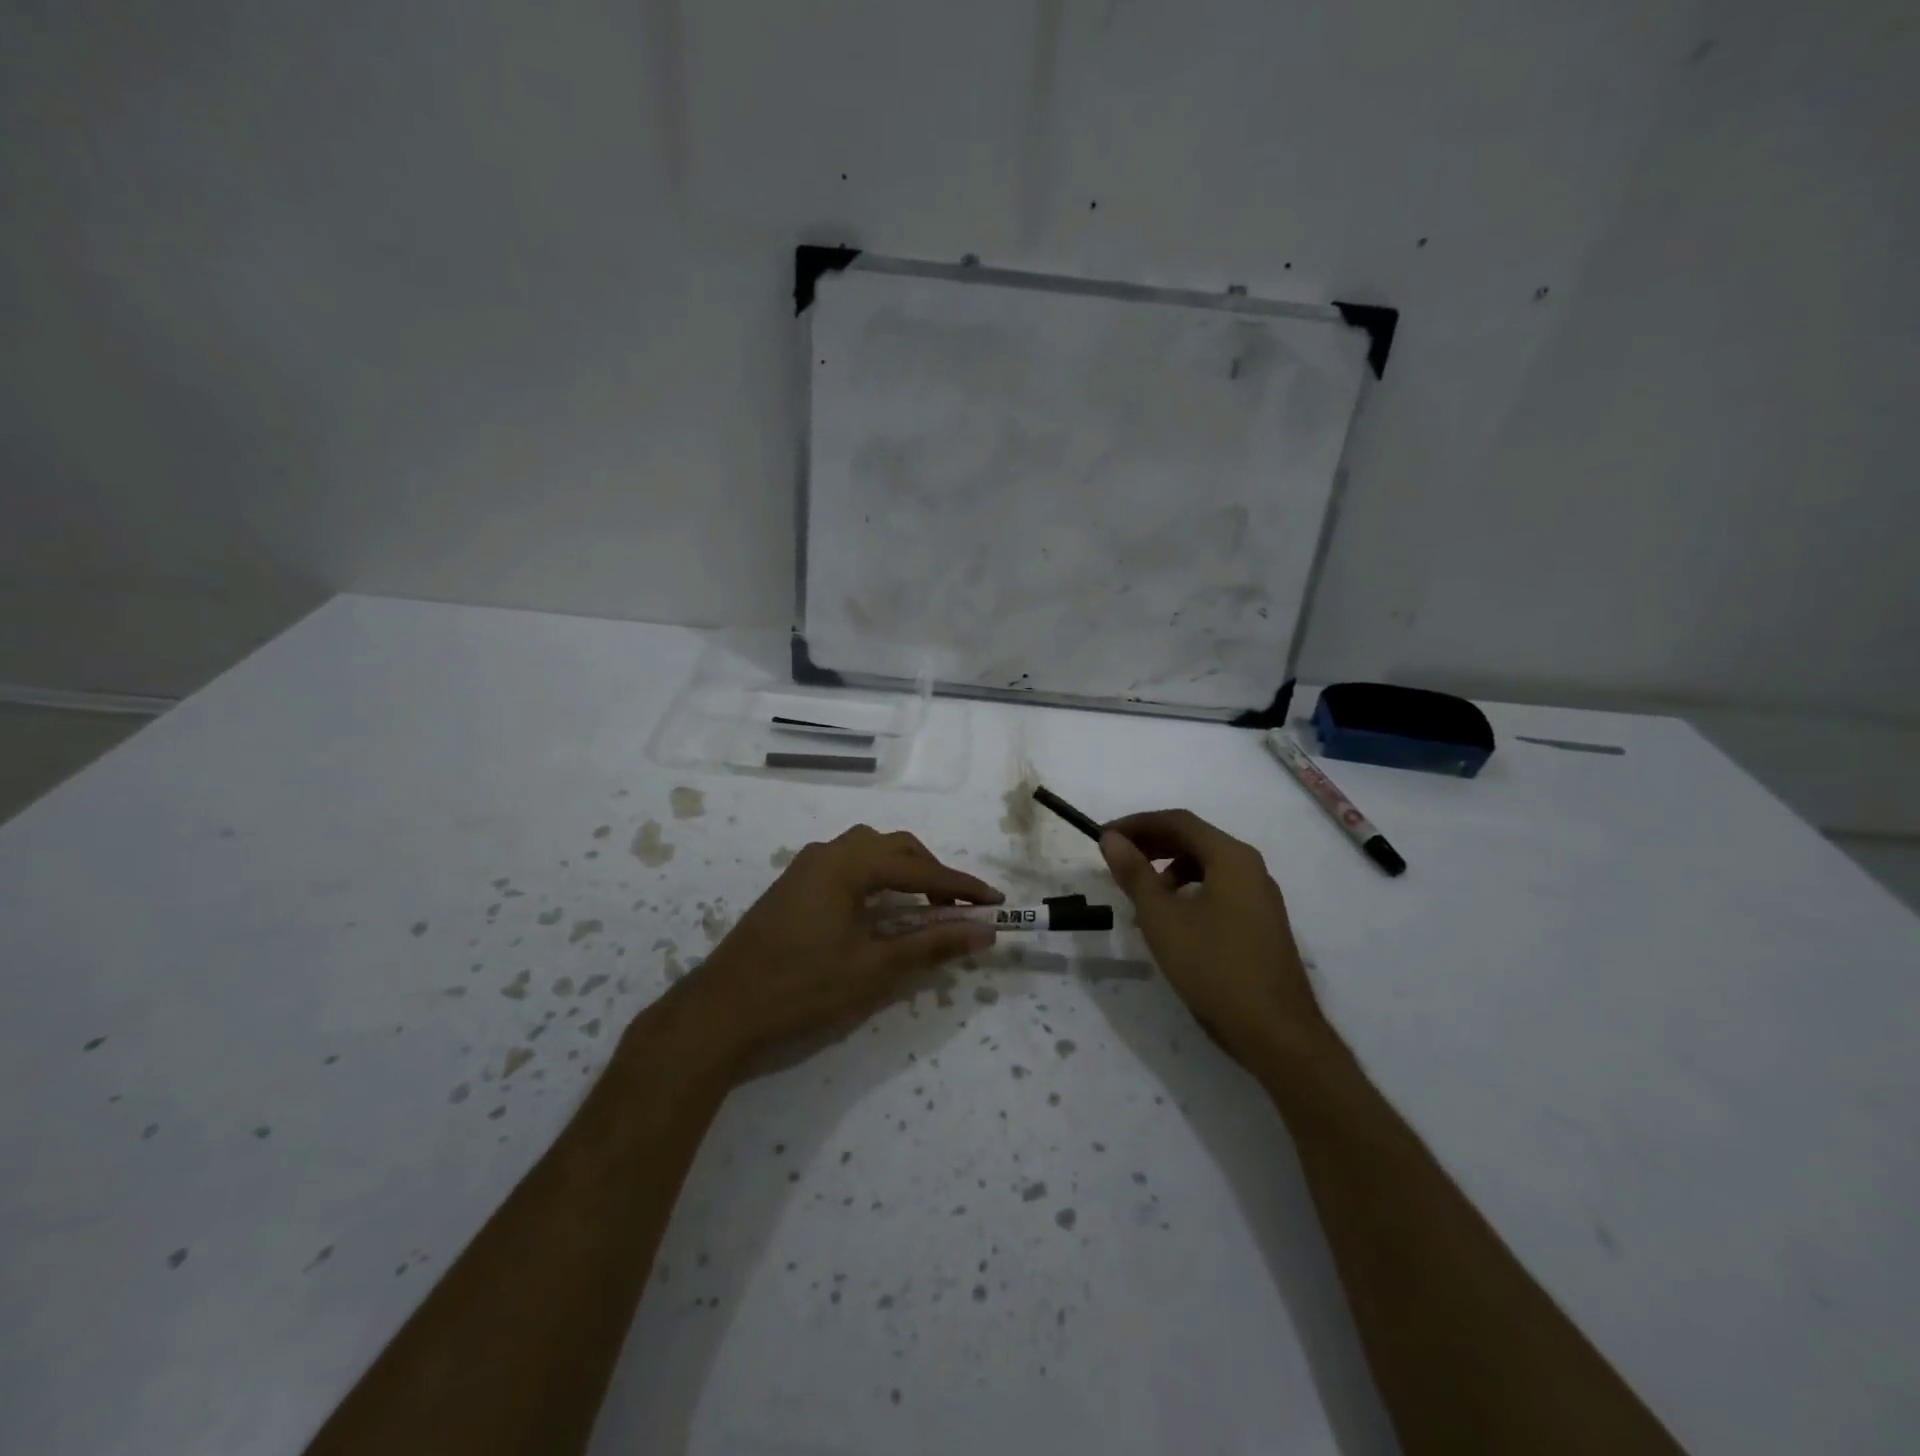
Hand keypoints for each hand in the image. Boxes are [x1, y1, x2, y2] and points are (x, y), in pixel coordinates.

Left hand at [678, 825, 1001, 1073]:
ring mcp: (805, 868)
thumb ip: (931, 945)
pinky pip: (847, 867)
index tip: (995, 902)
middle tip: (960, 907)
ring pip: (868, 853)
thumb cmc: (801, 989)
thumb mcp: (874, 970)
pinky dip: (877, 880)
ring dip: (903, 872)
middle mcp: (826, 853)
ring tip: (926, 905)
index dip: (960, 886)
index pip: (918, 869)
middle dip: (932, 873)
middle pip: (894, 848)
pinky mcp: (793, 886)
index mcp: (847, 864)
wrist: (720, 1011)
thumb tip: (983, 932)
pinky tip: (882, 910)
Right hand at [1100, 810, 1329, 1068]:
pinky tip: (1171, 920)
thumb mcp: (1162, 918)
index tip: (1105, 836)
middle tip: (1117, 858)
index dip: (1137, 823)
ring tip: (1140, 894)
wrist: (1276, 1033)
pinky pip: (1219, 890)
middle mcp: (1251, 868)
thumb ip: (1135, 873)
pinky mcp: (1261, 924)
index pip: (1179, 821)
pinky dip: (1189, 891)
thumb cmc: (1214, 967)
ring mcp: (1260, 897)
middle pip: (1195, 840)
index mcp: (1232, 858)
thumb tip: (1112, 838)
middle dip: (1152, 843)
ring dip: (1169, 869)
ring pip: (1207, 866)